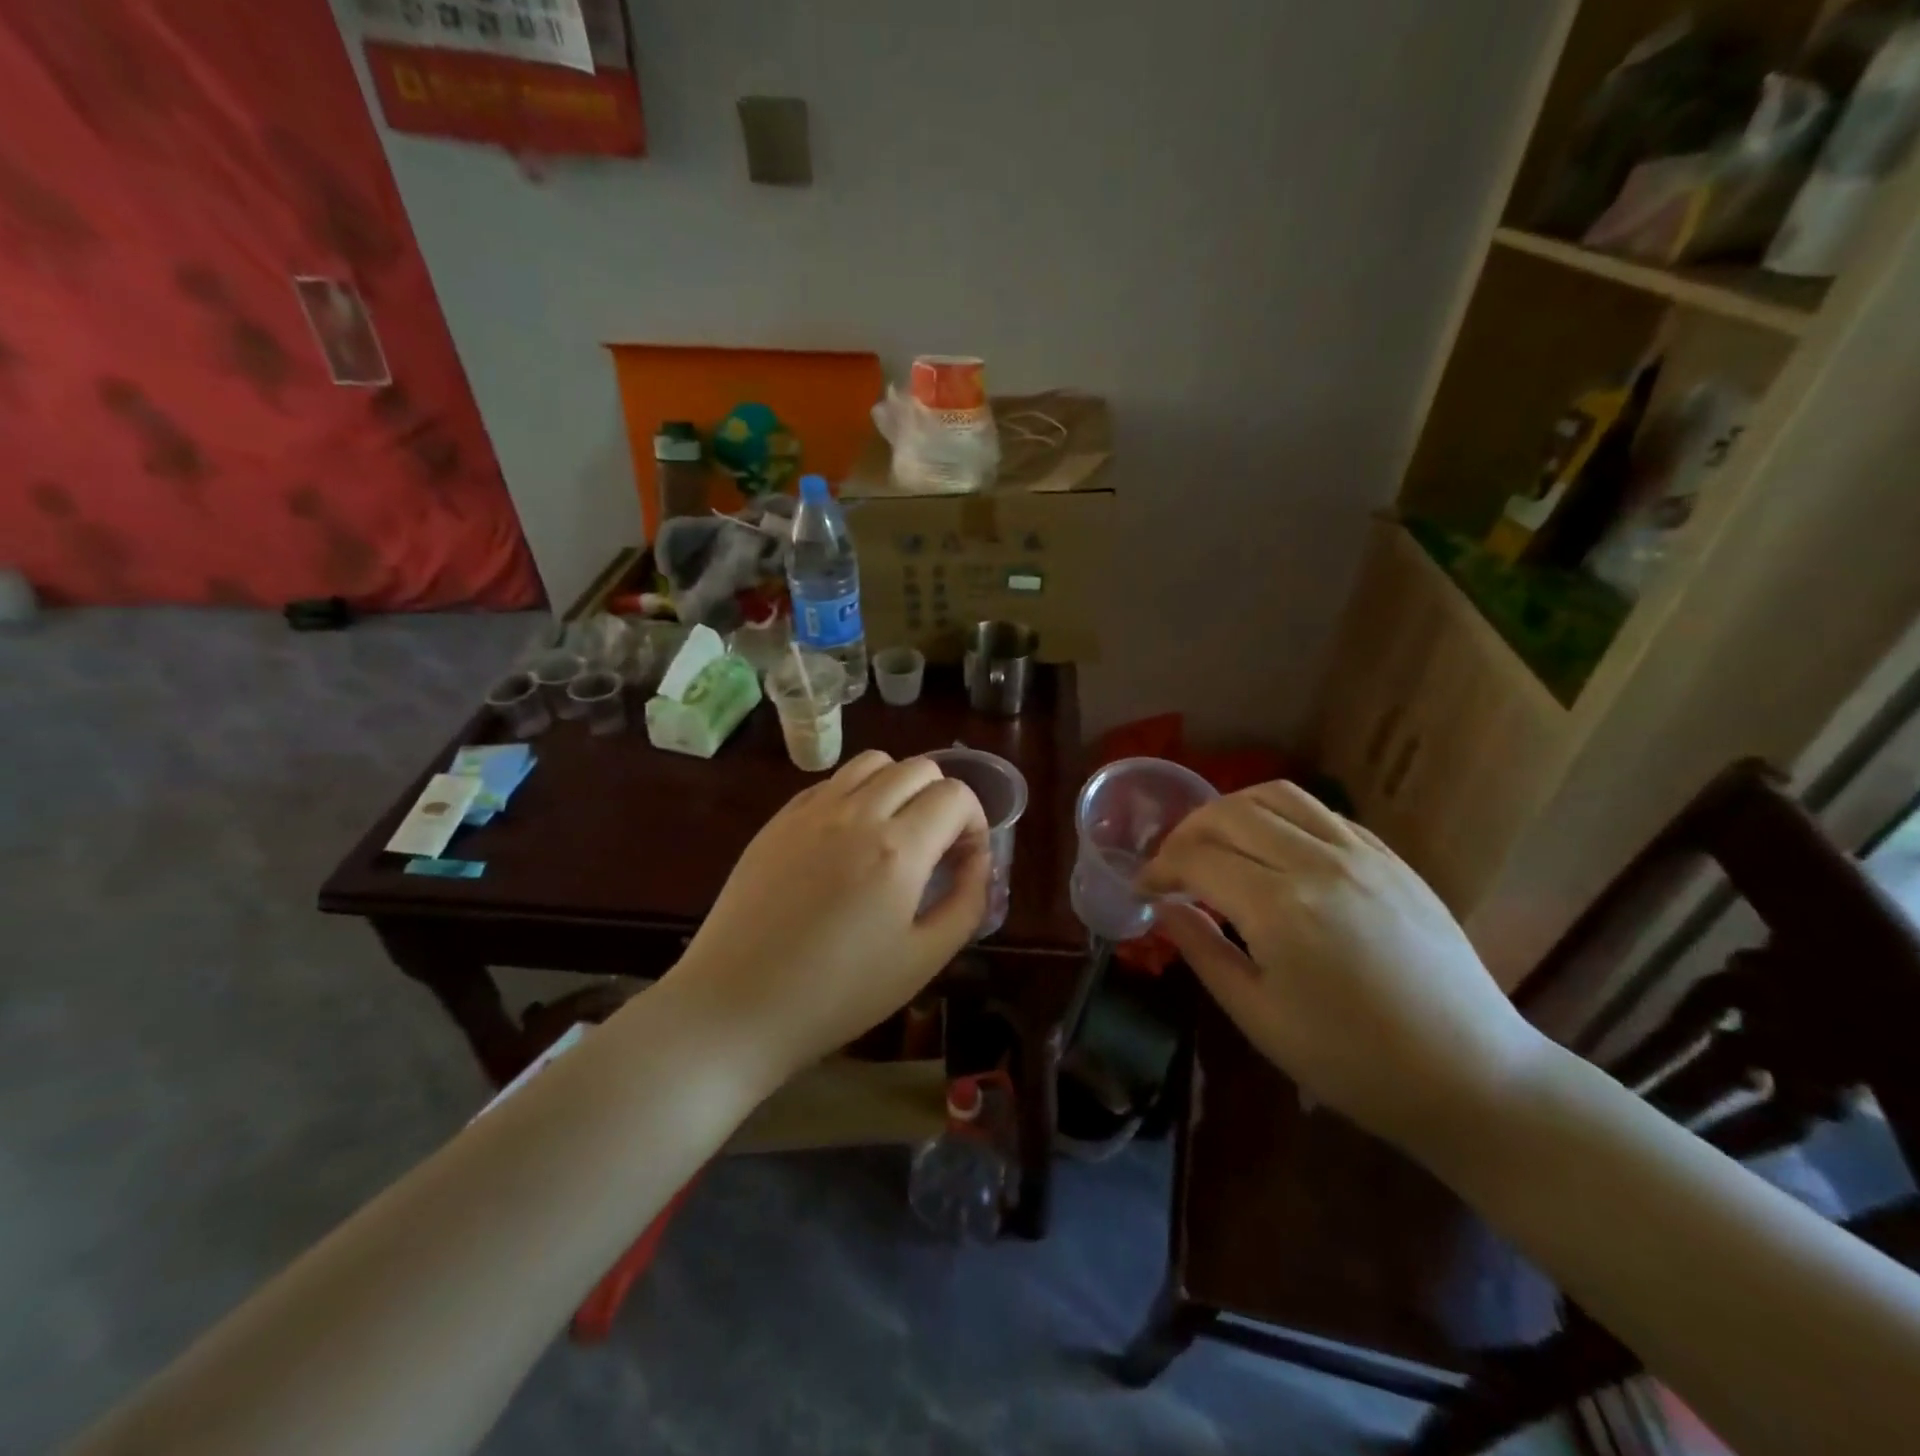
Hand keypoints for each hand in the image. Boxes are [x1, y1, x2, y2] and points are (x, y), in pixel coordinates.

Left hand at [667, 750, 989, 1079]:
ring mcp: (811, 810)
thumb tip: (979, 864)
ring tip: (894, 833)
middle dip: (942, 800)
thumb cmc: (838, 994)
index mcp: (898, 849)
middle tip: (936, 847)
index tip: (965, 861)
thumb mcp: (923, 960)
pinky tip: (848, 840)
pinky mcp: (779, 819)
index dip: (975, 823)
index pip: (956, 796)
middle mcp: (857, 813)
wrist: (736, 1005)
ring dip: (899, 786)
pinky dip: (856, 795)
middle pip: (919, 768)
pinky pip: (831, 782)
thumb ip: (966, 903)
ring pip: (873, 763)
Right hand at [1139, 781, 1552, 1155]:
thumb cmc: (1353, 1062)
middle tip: (1171, 866)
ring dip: (1230, 810)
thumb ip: (1203, 951)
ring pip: (1276, 796)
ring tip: (1216, 842)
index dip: (1158, 868)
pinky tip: (1272, 847)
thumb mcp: (1259, 1018)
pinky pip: (1321, 811)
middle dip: (1185, 833)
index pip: (1196, 858)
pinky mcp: (1390, 857)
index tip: (1143, 889)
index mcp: (1280, 908)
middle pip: (1228, 813)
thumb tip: (1165, 907)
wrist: (1472, 1076)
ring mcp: (1361, 854)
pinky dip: (1279, 815)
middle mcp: (1317, 863)